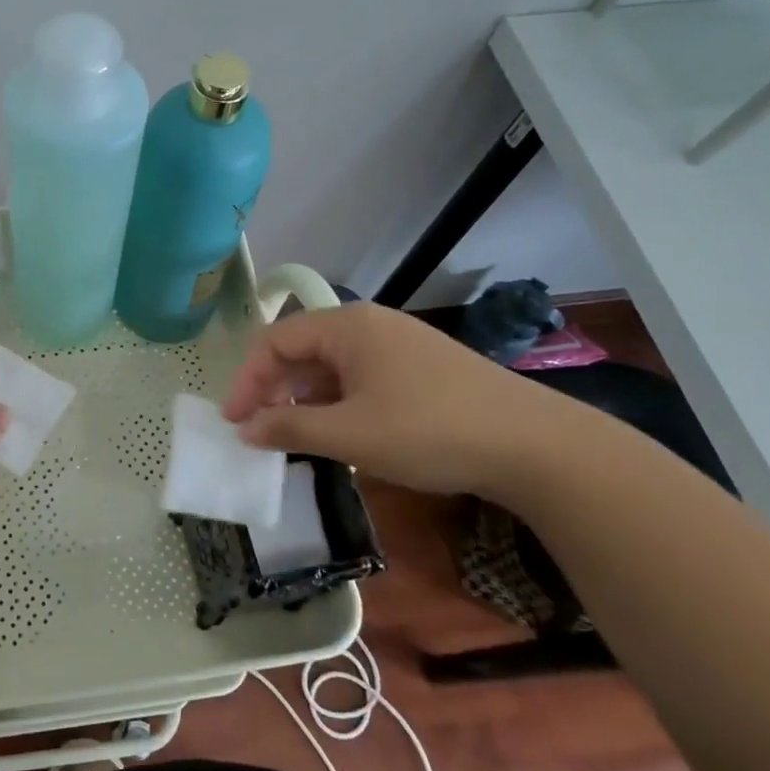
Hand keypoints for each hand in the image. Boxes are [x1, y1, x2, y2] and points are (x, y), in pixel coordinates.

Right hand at [222, 302, 569, 499]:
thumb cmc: (429, 431)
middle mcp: (370, 324)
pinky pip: (360, 377)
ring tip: (296, 436)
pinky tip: (341, 432)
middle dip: (274, 389)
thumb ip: (288, 428)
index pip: (275, 340)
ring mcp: (399, 344)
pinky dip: (338, 402)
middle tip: (259, 430)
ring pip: (332, 366)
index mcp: (347, 326)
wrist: (536, 446)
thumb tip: (244, 429)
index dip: (247, 380)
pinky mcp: (421, 367)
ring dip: (305, 399)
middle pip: (302, 349)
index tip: (233, 421)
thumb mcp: (350, 434)